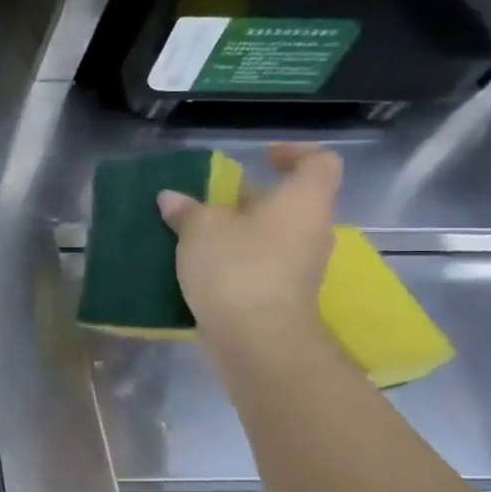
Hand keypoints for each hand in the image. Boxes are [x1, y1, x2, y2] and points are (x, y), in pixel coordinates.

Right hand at [157, 143, 341, 336]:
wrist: (257, 338)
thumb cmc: (237, 267)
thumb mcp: (199, 229)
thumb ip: (186, 210)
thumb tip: (171, 198)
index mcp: (302, 201)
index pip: (318, 163)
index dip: (294, 153)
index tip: (261, 157)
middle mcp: (311, 229)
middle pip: (291, 201)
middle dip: (253, 197)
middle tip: (214, 198)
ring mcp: (301, 265)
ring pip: (274, 234)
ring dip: (242, 229)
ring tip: (199, 232)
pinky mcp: (284, 293)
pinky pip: (264, 262)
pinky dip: (239, 257)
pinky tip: (204, 264)